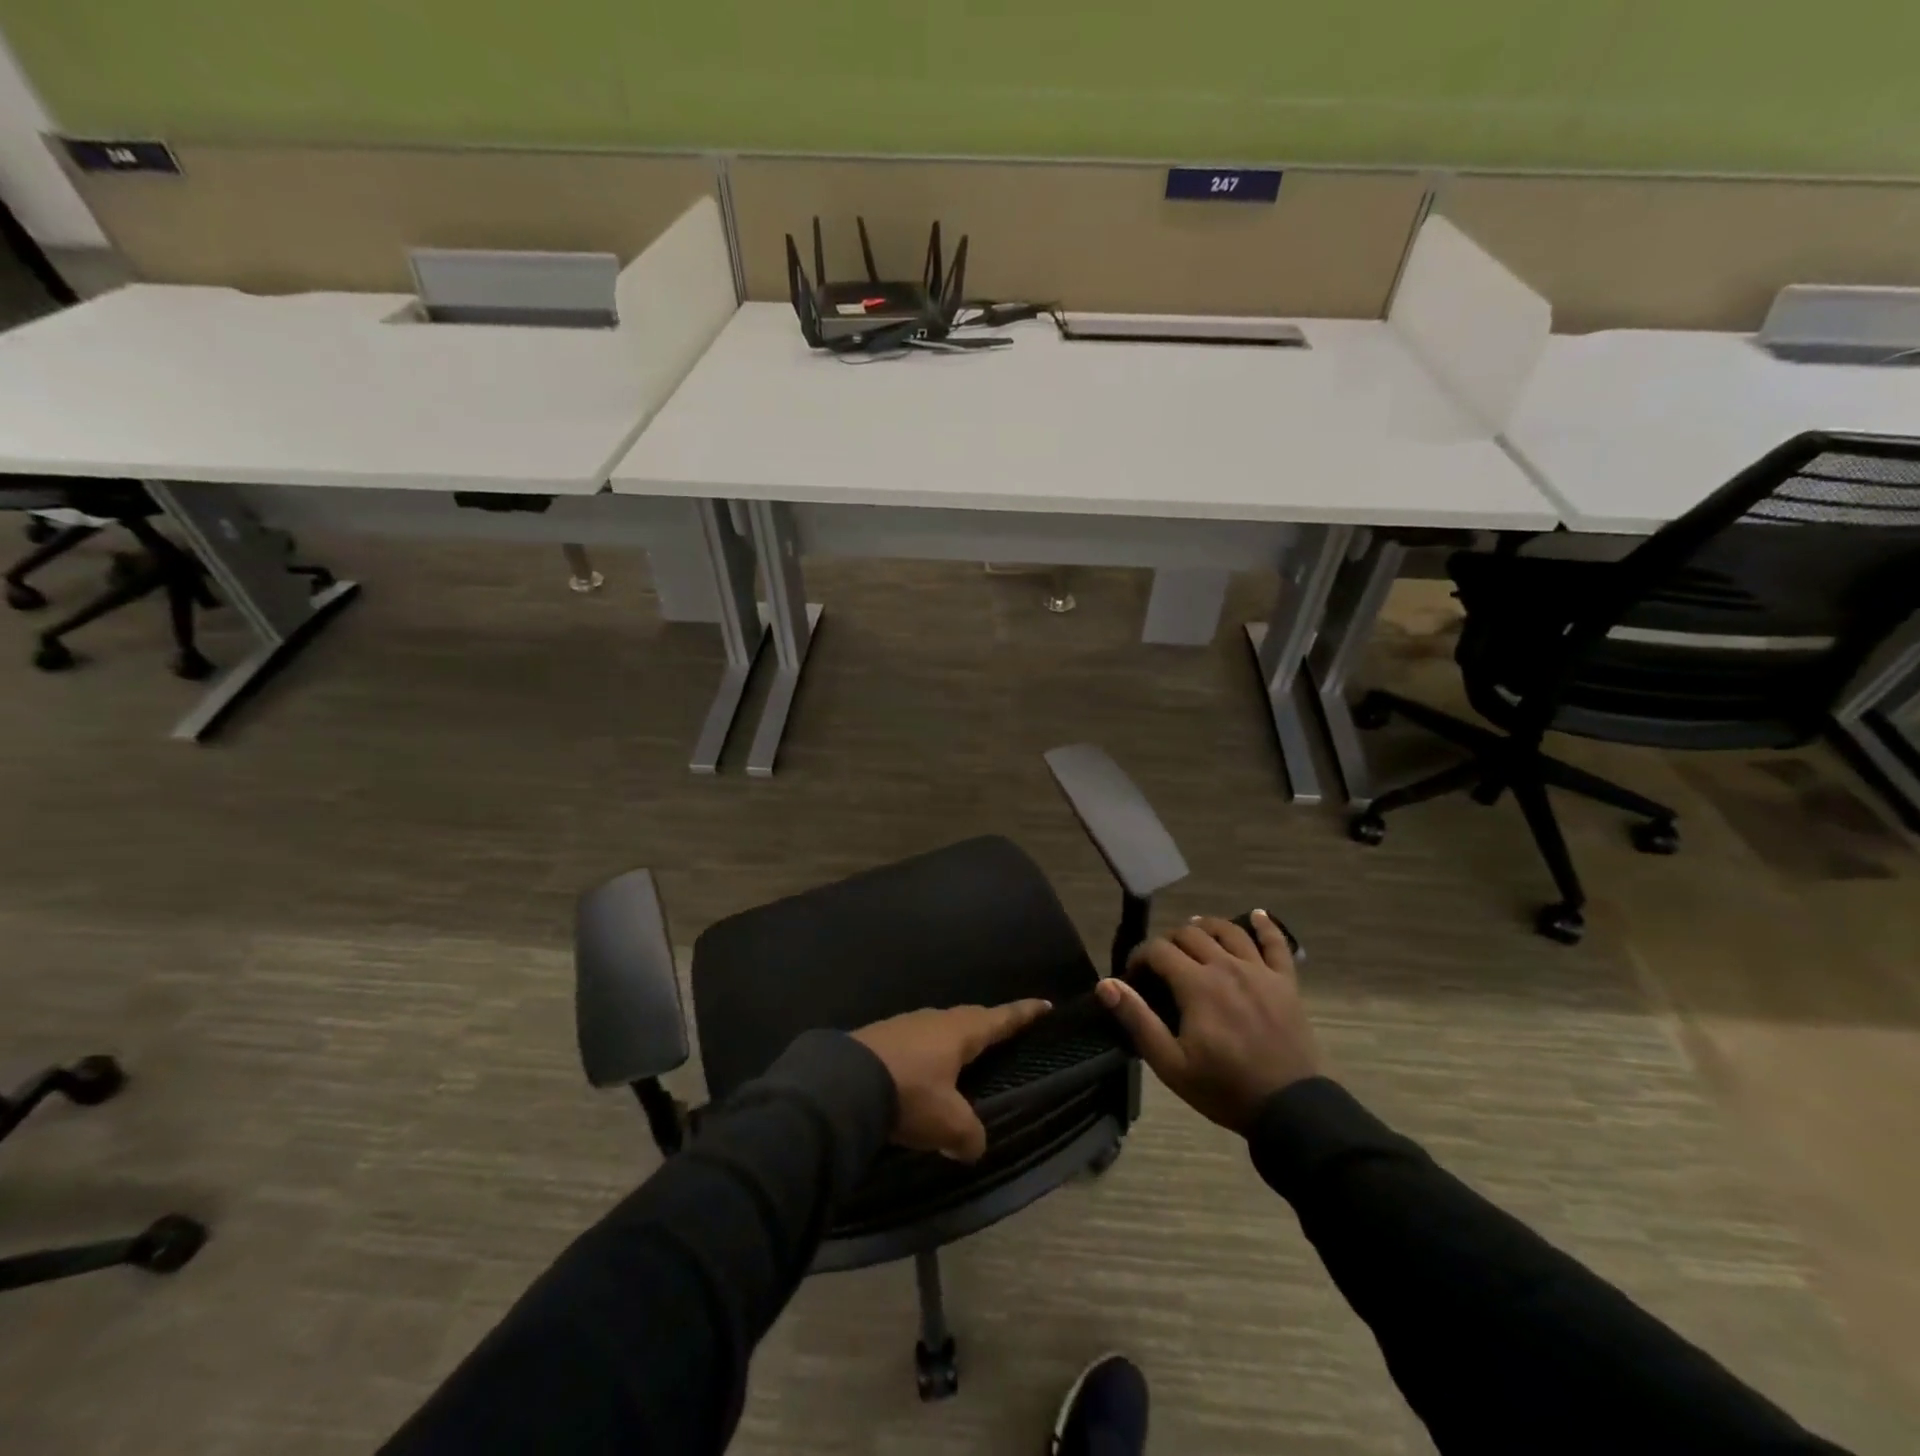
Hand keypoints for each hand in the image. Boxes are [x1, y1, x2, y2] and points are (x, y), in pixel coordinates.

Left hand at [851, 1000, 1051, 1161]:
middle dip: (987, 1024)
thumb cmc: (910, 1095)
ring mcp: (904, 1024)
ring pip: (937, 1028)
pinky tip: (917, 1069)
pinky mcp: (879, 1037)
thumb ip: (969, 1135)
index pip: (1000, 1019)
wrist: (844, 1084)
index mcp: (960, 1032)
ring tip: (958, 1054)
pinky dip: (923, 1052)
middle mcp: (934, 1020)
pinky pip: (912, 1040)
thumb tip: (973, 1145)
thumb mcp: (948, 1123)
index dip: (1023, 1014)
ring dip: (951, 1039)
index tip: (1044, 1004)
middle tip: (1001, 1030)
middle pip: (969, 1018)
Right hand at [1096, 911, 1319, 1132]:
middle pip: (1190, 934)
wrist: (1290, 1110)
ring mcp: (1260, 971)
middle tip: (1162, 964)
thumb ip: (1137, 1019)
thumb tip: (1106, 983)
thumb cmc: (1224, 1088)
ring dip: (1206, 927)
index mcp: (1197, 984)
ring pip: (1228, 931)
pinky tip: (1256, 916)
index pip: (1158, 949)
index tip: (1134, 975)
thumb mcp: (1170, 1064)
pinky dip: (1266, 926)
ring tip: (1195, 934)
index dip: (1139, 956)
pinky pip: (1277, 944)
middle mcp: (1227, 966)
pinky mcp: (1286, 982)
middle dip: (1169, 942)